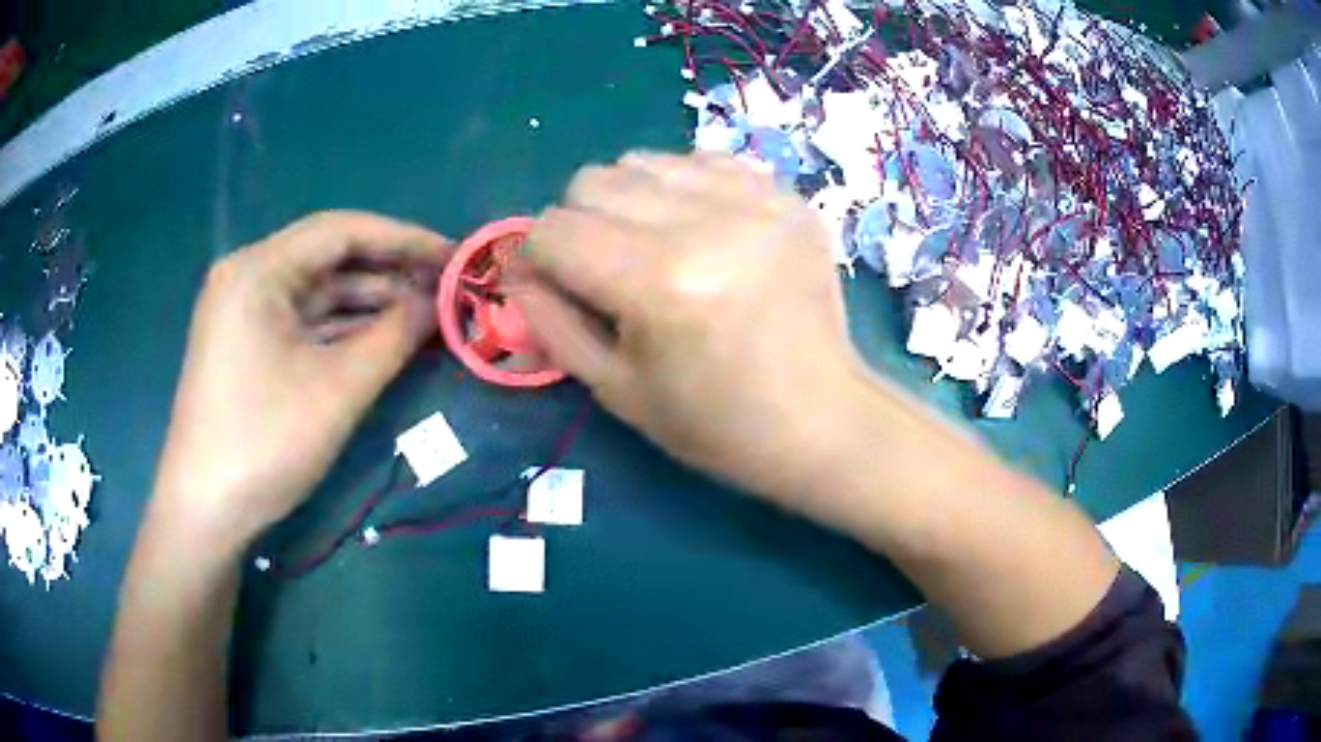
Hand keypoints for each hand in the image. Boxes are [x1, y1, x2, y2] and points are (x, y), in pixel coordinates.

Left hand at [152, 211, 451, 548]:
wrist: (206, 511)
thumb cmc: (265, 443)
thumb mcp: (338, 390)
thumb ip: (394, 336)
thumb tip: (438, 303)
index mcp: (259, 269)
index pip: (341, 231)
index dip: (404, 239)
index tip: (454, 255)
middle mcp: (248, 276)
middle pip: (328, 258)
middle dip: (389, 272)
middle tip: (445, 289)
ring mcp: (244, 312)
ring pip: (317, 292)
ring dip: (369, 302)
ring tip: (425, 314)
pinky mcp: (247, 344)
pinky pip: (302, 321)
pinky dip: (342, 328)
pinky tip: (382, 338)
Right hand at [509, 152, 866, 502]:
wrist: (822, 419)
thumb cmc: (717, 423)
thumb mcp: (616, 390)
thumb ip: (552, 321)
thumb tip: (517, 271)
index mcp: (658, 282)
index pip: (553, 229)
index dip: (535, 258)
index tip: (550, 284)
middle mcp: (705, 223)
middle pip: (592, 181)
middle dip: (578, 224)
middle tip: (605, 270)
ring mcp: (753, 199)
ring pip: (642, 161)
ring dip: (627, 201)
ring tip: (654, 246)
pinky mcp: (784, 194)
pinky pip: (700, 161)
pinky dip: (681, 188)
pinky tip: (700, 230)